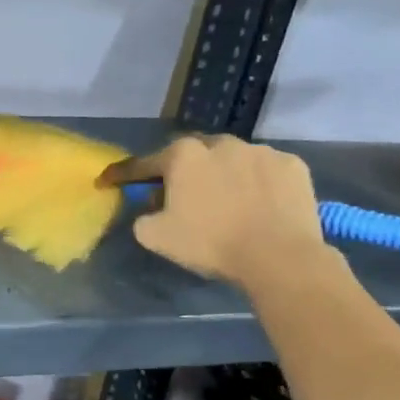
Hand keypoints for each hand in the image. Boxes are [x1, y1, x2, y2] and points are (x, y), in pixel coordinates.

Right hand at [98, 135, 328, 288]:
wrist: (278, 256)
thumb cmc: (209, 242)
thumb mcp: (155, 236)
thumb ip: (143, 216)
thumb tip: (152, 208)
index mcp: (183, 156)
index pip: (143, 164)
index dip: (121, 174)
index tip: (107, 181)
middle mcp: (221, 143)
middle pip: (192, 154)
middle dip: (181, 170)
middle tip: (178, 193)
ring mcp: (261, 151)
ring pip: (231, 158)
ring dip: (222, 173)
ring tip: (225, 199)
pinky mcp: (293, 165)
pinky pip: (265, 170)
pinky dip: (256, 181)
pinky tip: (257, 202)